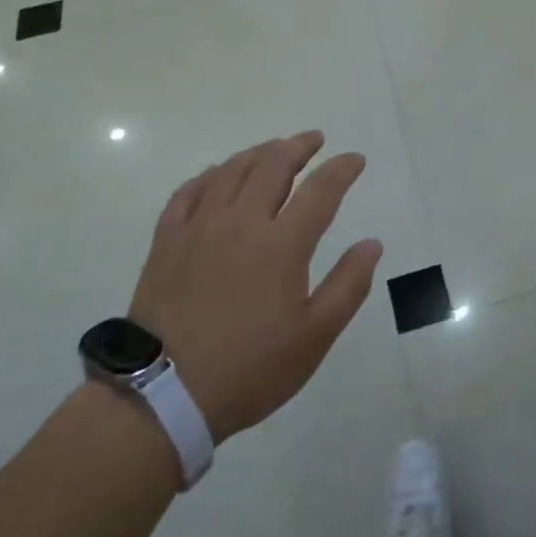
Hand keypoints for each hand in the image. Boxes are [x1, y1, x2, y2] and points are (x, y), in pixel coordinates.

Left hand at [131, 132, 381, 443]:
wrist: (163, 396)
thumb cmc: (249, 368)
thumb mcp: (314, 337)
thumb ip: (348, 285)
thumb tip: (372, 243)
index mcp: (282, 245)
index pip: (321, 190)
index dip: (342, 169)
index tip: (355, 159)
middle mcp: (241, 223)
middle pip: (272, 165)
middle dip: (298, 146)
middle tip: (314, 140)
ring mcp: (199, 228)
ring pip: (231, 171)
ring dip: (258, 153)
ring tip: (273, 149)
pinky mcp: (167, 242)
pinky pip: (189, 192)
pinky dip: (209, 175)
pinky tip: (218, 175)